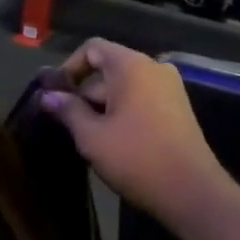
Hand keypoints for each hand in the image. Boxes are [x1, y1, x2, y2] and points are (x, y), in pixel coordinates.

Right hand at [37, 40, 228, 223]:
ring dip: (101, 107)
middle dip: (84, 93)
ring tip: (86, 137)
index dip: (68, 68)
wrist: (192, 192)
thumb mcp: (92, 136)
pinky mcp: (177, 109)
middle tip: (65, 124)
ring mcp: (169, 88)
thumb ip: (68, 111)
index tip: (54, 96)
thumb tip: (47, 96)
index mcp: (132, 66)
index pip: (92, 48)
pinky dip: (122, 113)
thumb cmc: (136, 158)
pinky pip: (141, 100)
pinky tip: (111, 142)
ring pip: (124, 88)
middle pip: (108, 69)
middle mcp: (153, 68)